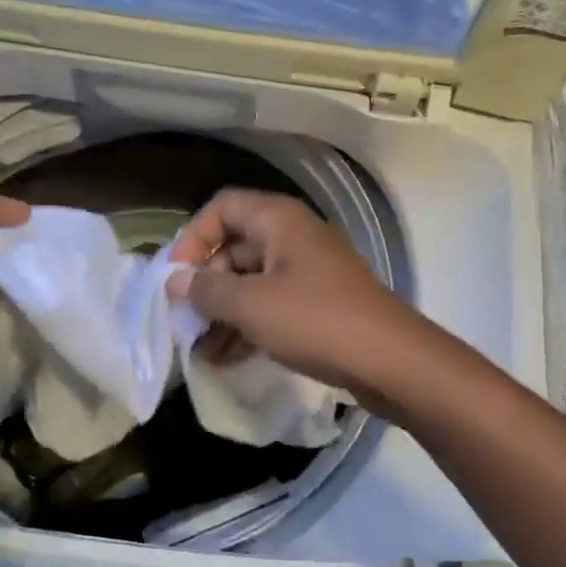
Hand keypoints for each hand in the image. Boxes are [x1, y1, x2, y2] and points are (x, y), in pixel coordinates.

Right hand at [166, 189, 424, 398]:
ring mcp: (308, 269)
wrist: (390, 359)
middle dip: (206, 284)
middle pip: (234, 246)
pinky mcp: (318, 301)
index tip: (177, 278)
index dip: (193, 238)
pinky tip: (227, 359)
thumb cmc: (315, 320)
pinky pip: (272, 303)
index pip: (221, 207)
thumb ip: (207, 290)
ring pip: (251, 280)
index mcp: (278, 219)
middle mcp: (293, 236)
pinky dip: (248, 325)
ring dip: (224, 312)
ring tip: (201, 352)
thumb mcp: (251, 306)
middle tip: (185, 321)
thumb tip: (175, 281)